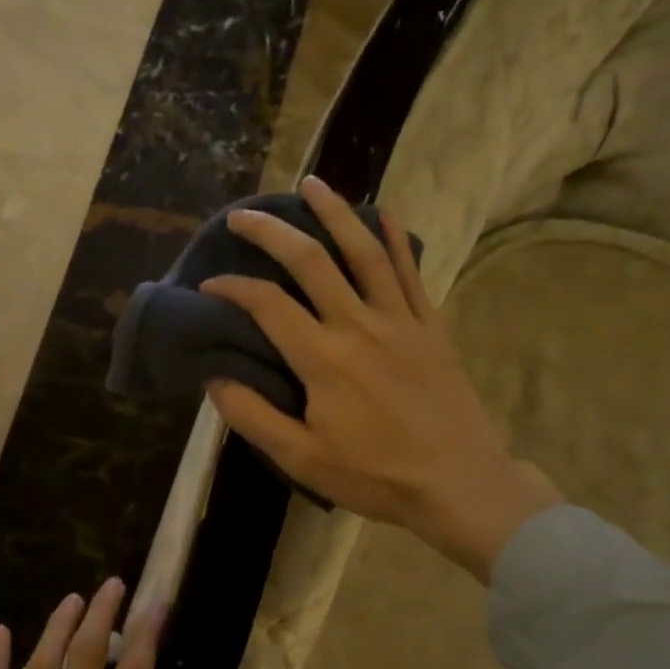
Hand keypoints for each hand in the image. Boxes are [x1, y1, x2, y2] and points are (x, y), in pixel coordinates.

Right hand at [199, 175, 561, 583]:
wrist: (459, 484)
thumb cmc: (375, 475)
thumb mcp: (301, 458)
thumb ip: (252, 415)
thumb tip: (214, 376)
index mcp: (323, 359)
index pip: (267, 305)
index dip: (232, 288)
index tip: (210, 285)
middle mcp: (359, 326)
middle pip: (312, 261)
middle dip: (272, 232)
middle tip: (244, 214)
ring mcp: (400, 321)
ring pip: (365, 252)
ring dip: (336, 213)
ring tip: (312, 185)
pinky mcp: (430, 326)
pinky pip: (411, 272)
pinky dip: (397, 239)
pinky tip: (384, 212)